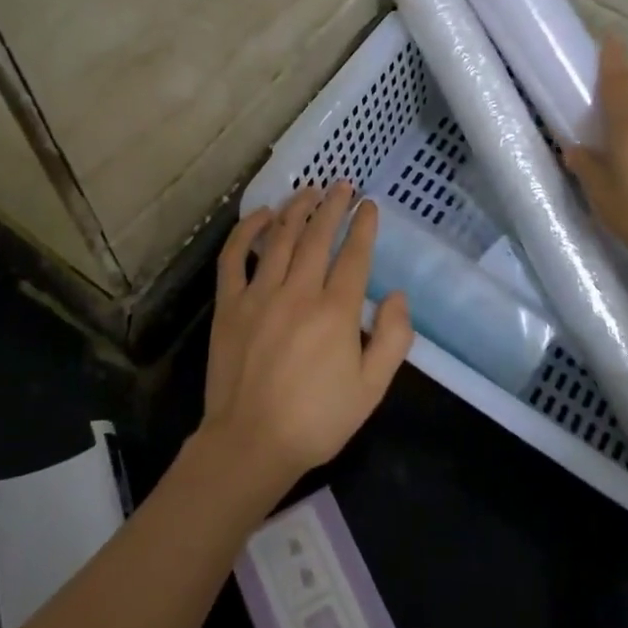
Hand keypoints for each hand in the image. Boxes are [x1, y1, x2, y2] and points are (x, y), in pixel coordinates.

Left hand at [201, 182, 412, 497]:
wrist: (251, 444)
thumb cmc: (317, 420)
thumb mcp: (372, 388)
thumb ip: (393, 339)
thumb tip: (398, 295)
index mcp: (336, 312)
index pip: (354, 255)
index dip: (364, 226)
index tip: (369, 205)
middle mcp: (298, 292)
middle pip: (317, 236)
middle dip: (333, 206)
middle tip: (342, 184)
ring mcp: (259, 295)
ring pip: (279, 238)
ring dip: (296, 209)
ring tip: (309, 191)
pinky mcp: (229, 305)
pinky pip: (234, 257)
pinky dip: (247, 231)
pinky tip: (261, 215)